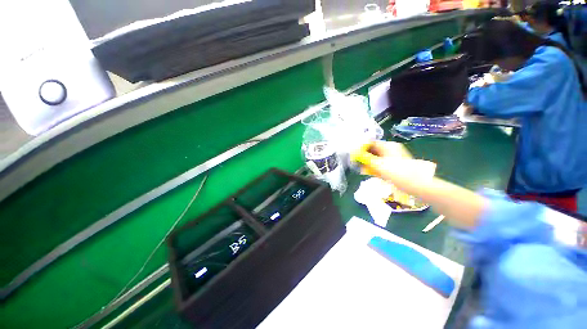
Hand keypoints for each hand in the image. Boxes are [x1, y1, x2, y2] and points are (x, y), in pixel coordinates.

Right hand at [353, 141, 433, 179]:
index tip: (354, 155)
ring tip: (364, 169)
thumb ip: (365, 158)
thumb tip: (355, 153)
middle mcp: (390, 149)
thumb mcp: (378, 165)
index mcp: (387, 146)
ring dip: (369, 163)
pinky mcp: (395, 164)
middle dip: (364, 156)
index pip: (370, 142)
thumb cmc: (396, 172)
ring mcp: (393, 156)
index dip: (361, 148)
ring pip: (376, 157)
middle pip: (373, 150)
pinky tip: (372, 172)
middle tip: (358, 164)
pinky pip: (381, 163)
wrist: (415, 184)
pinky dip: (376, 167)